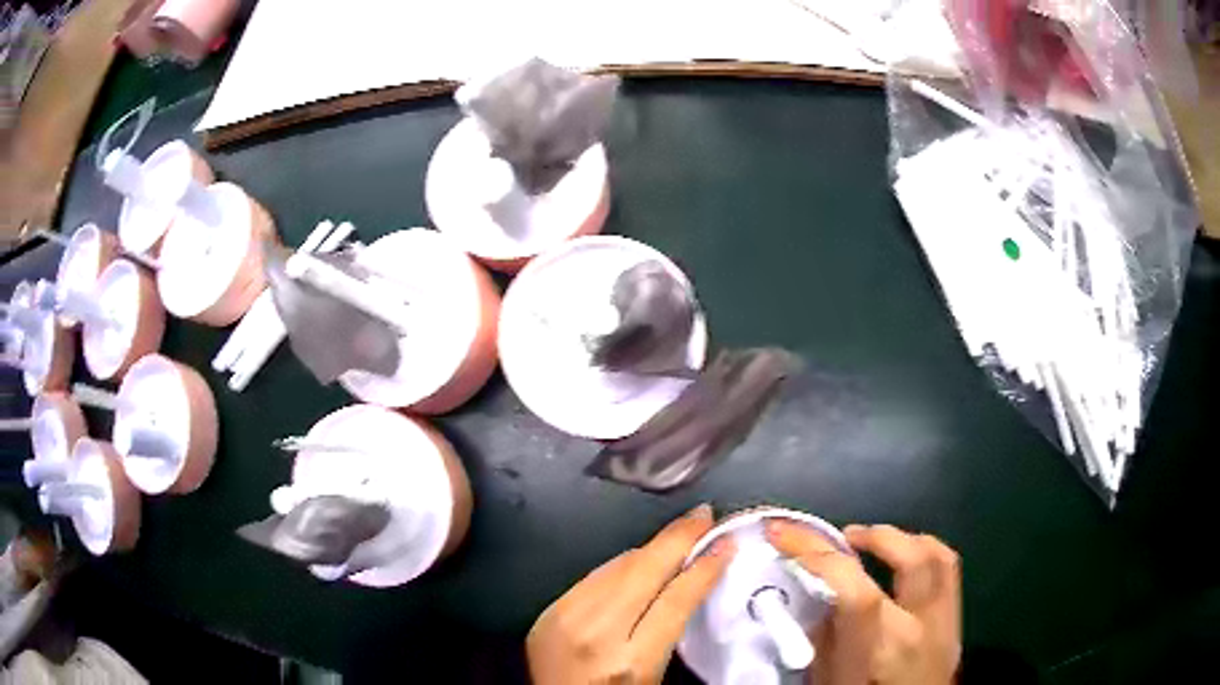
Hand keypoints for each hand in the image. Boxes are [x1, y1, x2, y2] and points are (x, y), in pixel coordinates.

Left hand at [528, 504, 734, 683]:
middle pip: (643, 571)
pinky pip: (591, 577)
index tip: (724, 544)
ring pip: (616, 567)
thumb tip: (687, 577)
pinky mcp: (546, 613)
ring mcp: (564, 620)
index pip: (675, 601)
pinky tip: (637, 560)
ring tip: (678, 533)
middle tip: (703, 515)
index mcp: (631, 661)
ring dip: (651, 548)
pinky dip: (620, 565)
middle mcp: (595, 634)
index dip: (703, 568)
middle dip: (678, 538)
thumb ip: (669, 628)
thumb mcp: (655, 673)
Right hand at [766, 522, 960, 684]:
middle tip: (838, 536)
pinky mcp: (954, 617)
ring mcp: (945, 619)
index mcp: (882, 649)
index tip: (784, 535)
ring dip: (899, 537)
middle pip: (910, 559)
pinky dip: (923, 548)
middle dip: (870, 535)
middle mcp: (920, 627)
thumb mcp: (829, 681)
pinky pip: (948, 567)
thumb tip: (819, 594)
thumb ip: (826, 639)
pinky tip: (902, 553)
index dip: (817, 555)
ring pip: (936, 555)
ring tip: (869, 538)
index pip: (855, 589)